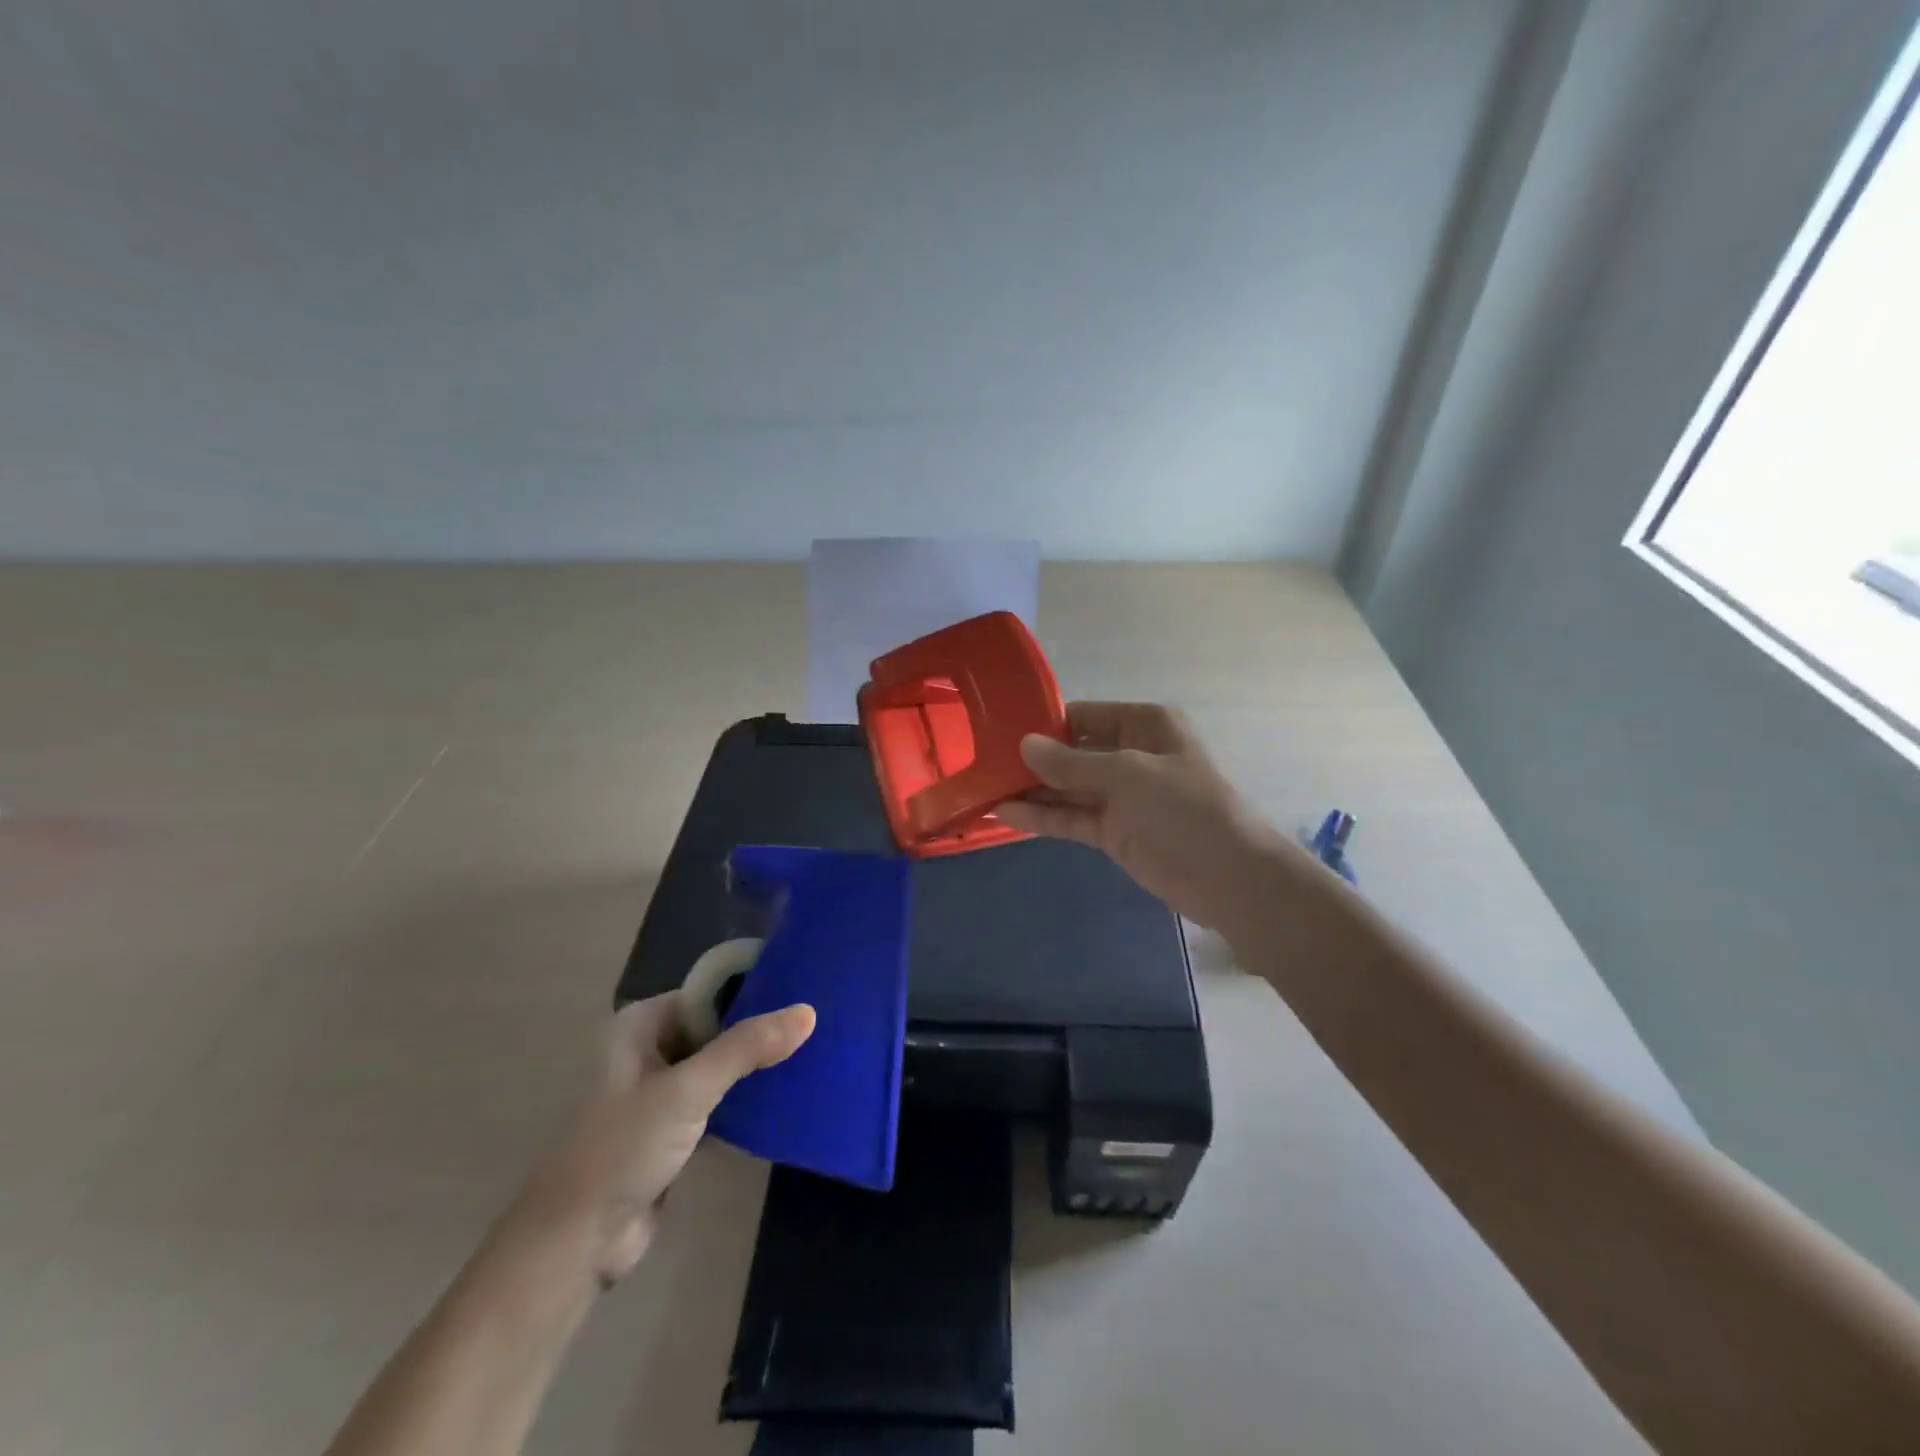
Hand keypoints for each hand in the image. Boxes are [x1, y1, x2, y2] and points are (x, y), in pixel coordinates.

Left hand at [511, 994, 814, 1286]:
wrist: (573, 1246)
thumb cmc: (622, 1150)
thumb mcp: (687, 1091)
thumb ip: (746, 1048)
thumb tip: (809, 1012)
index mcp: (640, 1025)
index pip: (708, 992)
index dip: (752, 989)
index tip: (802, 991)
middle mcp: (649, 1049)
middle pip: (716, 1027)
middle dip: (759, 1029)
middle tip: (816, 1025)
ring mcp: (660, 1092)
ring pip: (719, 1065)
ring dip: (755, 1066)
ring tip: (812, 1054)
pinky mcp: (672, 1130)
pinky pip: (718, 1101)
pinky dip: (746, 1099)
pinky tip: (786, 1096)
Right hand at [996, 701, 1291, 934]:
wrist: (1228, 876)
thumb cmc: (1184, 807)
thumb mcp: (1126, 774)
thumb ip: (1071, 762)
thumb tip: (1024, 744)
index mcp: (1143, 724)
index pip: (1082, 715)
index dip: (1044, 723)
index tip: (999, 729)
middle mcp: (1129, 754)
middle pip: (1071, 752)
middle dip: (1031, 759)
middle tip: (981, 762)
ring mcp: (1120, 796)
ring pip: (1066, 788)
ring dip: (1030, 790)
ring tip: (982, 788)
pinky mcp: (1112, 831)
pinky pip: (1070, 818)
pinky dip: (1041, 818)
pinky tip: (1003, 814)